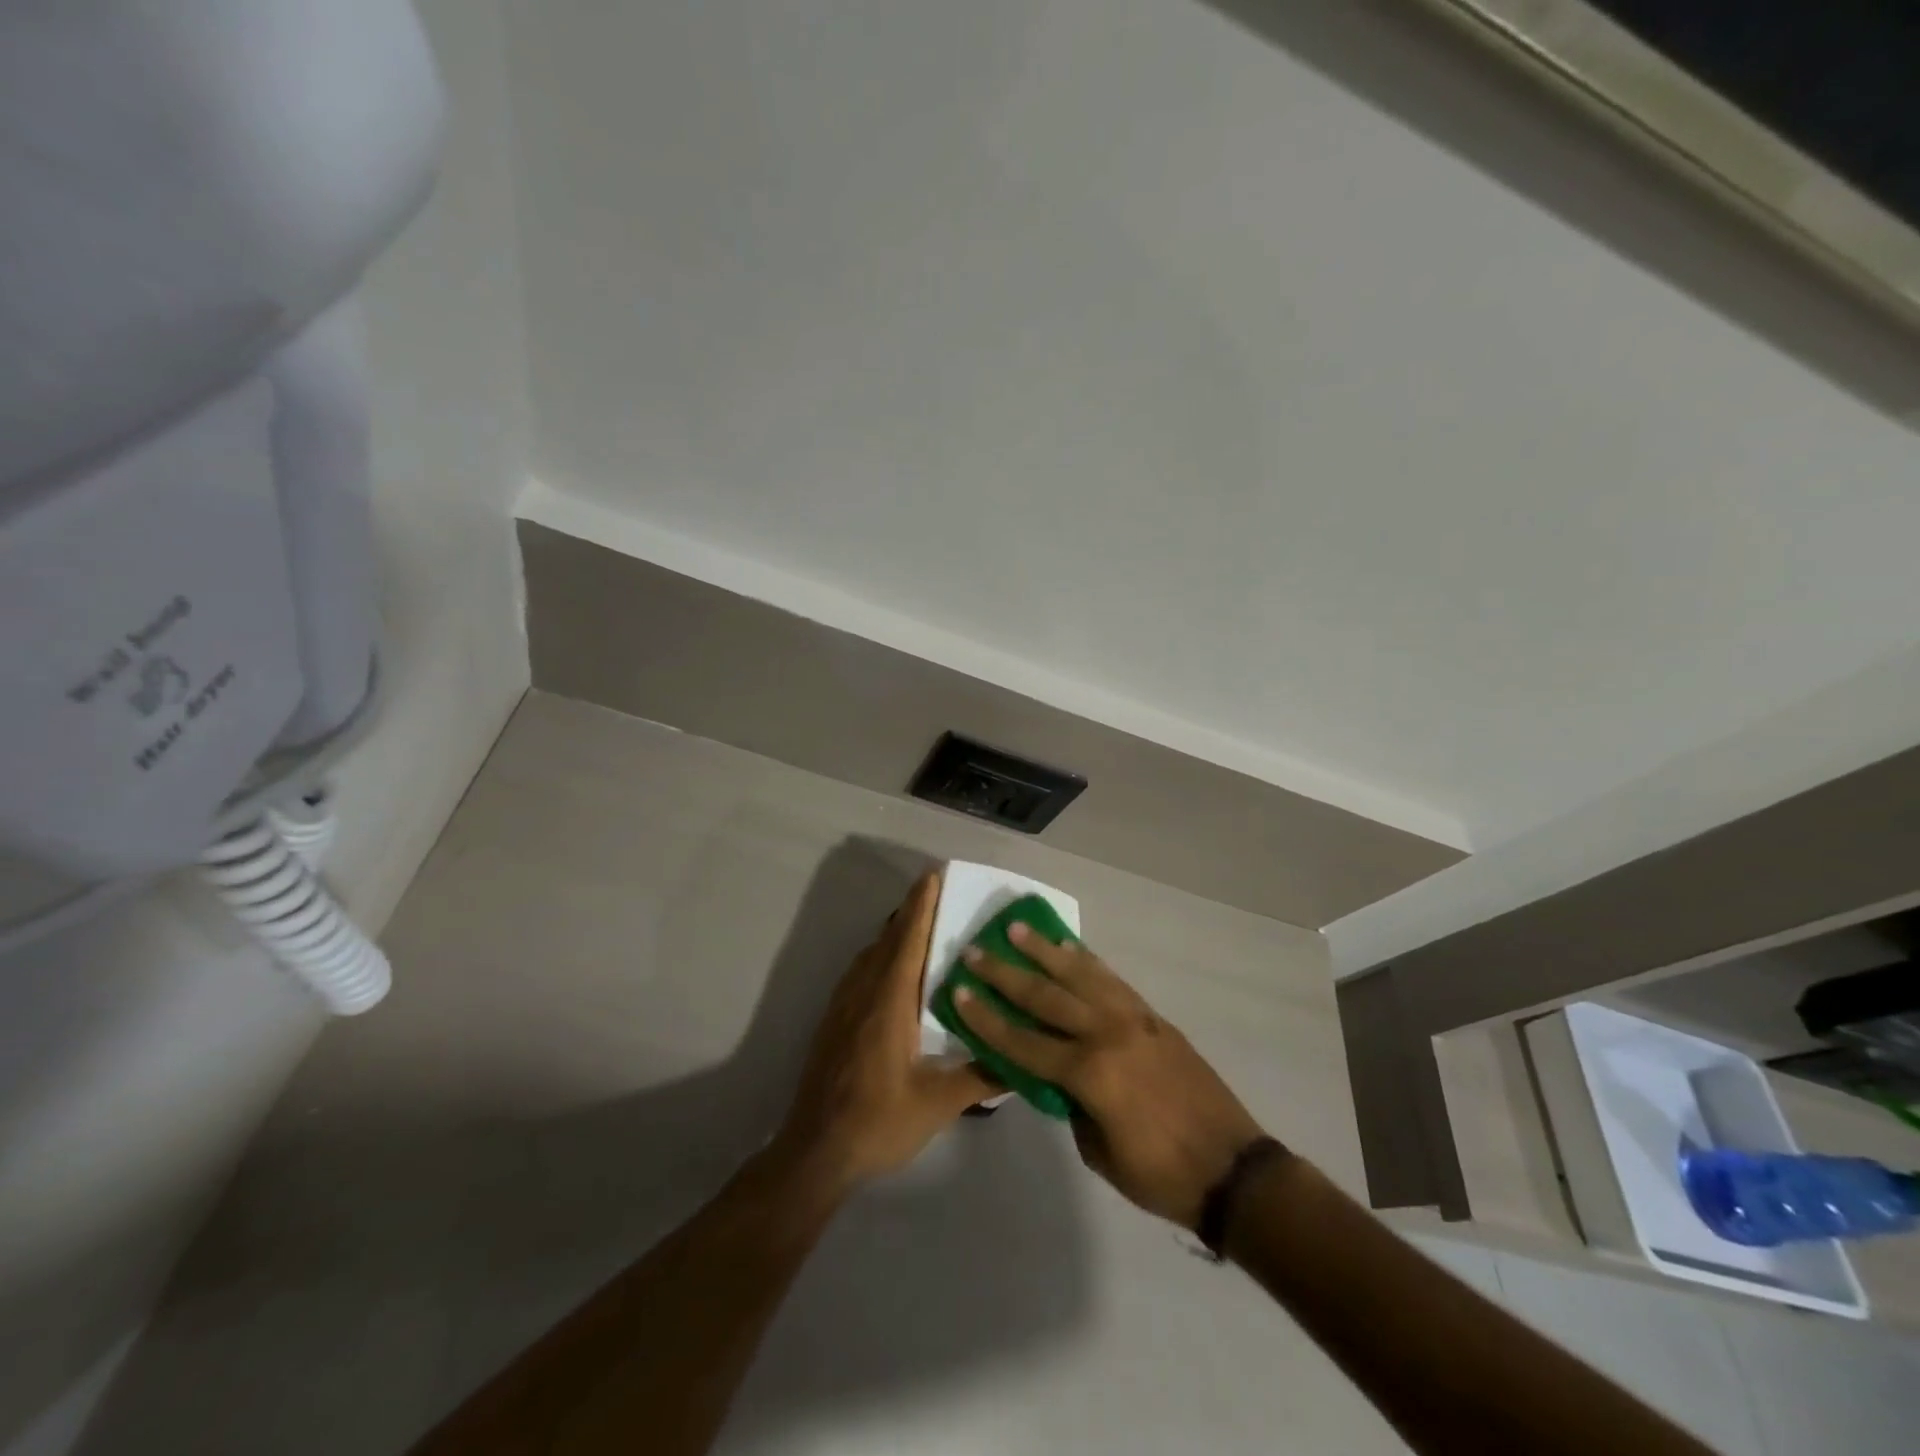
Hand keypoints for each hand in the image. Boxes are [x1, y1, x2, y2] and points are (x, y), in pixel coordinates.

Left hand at [774, 872, 996, 1193]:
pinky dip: (880, 956)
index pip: (908, 941)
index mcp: (889, 1002)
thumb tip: (1022, 1061)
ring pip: (871, 955)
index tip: (933, 875)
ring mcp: (844, 1006)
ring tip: (921, 926)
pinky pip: (860, 972)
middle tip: (938, 893)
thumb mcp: (938, 1103)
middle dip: (911, 912)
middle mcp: (864, 993)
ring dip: (895, 934)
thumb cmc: (878, 1122)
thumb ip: (981, 1078)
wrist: (815, 1151)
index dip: (921, 906)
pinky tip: (893, 972)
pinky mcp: (834, 1021)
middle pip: (889, 940)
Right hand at [953, 925, 1266, 1229]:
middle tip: (975, 951)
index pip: (1023, 1041)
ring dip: (1045, 952)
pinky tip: (1070, 949)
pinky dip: (1087, 962)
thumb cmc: (1161, 1174)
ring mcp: (1134, 1020)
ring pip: (1080, 975)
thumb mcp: (1100, 1153)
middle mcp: (1107, 1035)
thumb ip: (1072, 1107)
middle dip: (1005, 974)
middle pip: (1045, 997)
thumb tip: (1057, 1077)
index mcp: (1089, 1074)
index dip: (987, 1018)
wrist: (1233, 1168)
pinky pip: (1112, 981)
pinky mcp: (1154, 1017)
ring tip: (1017, 930)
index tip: (959, 991)